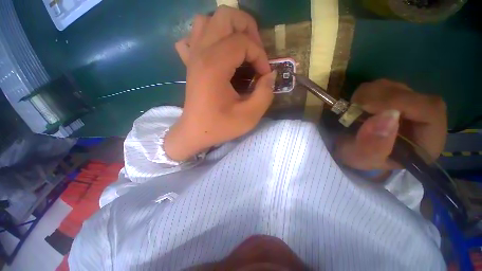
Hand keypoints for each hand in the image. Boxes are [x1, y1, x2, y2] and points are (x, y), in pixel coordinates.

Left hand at [164, 6, 274, 160]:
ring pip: (208, 21)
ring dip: (229, 29)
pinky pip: (194, 38)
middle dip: (247, 29)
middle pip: (225, 16)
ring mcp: (192, 56)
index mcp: (215, 66)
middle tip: (255, 51)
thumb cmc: (220, 126)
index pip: (244, 42)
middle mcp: (201, 53)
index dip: (260, 56)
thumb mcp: (249, 116)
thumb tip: (269, 76)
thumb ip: (265, 94)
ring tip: (239, 48)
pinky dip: (207, 38)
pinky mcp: (190, 63)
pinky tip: (216, 54)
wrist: (195, 133)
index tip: (264, 75)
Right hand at [335, 79, 446, 171]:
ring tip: (355, 111)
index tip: (368, 107)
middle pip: (412, 95)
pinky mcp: (393, 99)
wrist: (351, 150)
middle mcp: (423, 120)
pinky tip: (358, 106)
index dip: (401, 103)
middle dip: (380, 98)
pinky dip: (365, 93)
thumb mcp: (362, 158)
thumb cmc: (360, 157)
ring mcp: (408, 106)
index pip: (430, 110)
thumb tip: (388, 116)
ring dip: (369, 95)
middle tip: (356, 108)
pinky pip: (382, 86)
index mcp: (426, 142)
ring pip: (395, 86)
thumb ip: (373, 146)